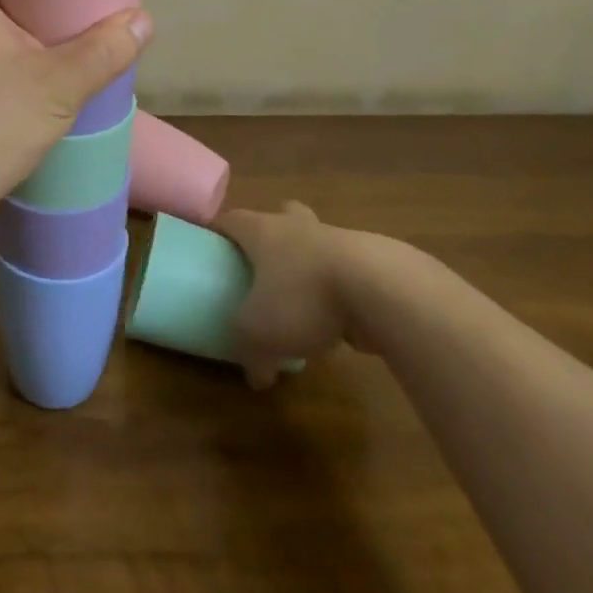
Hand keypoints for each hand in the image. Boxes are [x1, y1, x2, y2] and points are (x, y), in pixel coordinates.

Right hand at [218, 201, 354, 389]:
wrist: (380, 290)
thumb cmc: (303, 296)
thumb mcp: (260, 333)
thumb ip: (250, 352)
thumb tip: (256, 377)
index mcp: (263, 231)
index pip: (231, 220)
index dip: (219, 232)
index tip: (212, 246)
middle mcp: (297, 227)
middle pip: (282, 215)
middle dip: (275, 232)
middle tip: (266, 262)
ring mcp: (338, 241)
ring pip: (318, 243)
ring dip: (311, 264)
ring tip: (305, 302)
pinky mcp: (372, 264)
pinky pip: (348, 272)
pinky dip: (341, 291)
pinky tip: (340, 320)